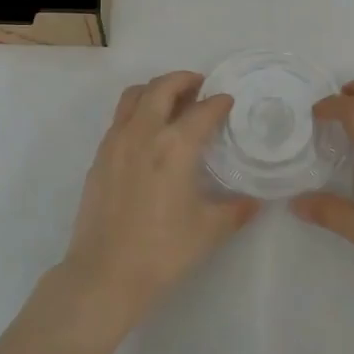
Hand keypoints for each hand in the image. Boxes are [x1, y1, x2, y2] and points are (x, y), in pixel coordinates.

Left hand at [60, 71, 259, 331]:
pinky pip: (120, 118)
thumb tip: (254, 202)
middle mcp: (144, 133)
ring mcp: (116, 142)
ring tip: (172, 102)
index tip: (227, 101)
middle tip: (200, 87)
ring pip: (134, 96)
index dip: (219, 102)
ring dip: (156, 90)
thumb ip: (235, 210)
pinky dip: (137, 112)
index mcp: (175, 146)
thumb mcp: (209, 230)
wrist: (105, 274)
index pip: (202, 110)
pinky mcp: (99, 157)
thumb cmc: (163, 251)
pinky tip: (148, 134)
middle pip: (162, 87)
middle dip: (184, 80)